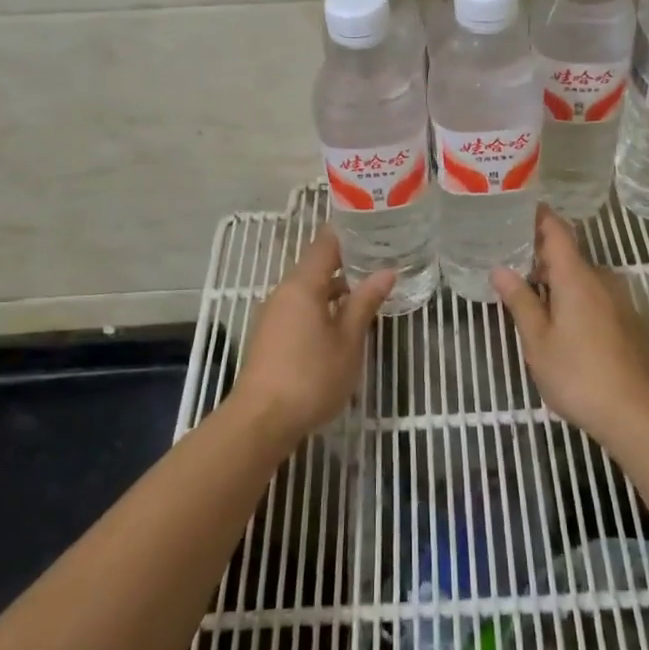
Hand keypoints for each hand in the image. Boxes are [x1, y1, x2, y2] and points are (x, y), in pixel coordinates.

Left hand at [235, 228, 393, 442]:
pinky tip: (344, 322)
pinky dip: (323, 306)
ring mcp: (274, 314)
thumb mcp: (348, 340)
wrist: (262, 420)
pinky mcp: (271, 335)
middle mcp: (284, 292)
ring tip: (369, 291)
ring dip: (337, 288)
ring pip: (309, 289)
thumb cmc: (311, 376)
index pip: (326, 243)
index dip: (350, 233)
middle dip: (348, 262)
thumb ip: (365, 303)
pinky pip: (301, 308)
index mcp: (303, 285)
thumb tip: (386, 271)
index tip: (376, 229)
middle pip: (317, 265)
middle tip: (382, 260)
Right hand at [491, 207, 648, 440]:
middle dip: (541, 256)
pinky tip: (562, 324)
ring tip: (530, 298)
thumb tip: (500, 269)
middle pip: (569, 255)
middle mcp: (602, 280)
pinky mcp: (630, 322)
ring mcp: (620, 301)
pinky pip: (597, 298)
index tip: (517, 210)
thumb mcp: (538, 341)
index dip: (538, 216)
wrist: (637, 413)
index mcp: (577, 277)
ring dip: (558, 282)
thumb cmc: (578, 374)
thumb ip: (520, 302)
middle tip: (510, 264)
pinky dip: (576, 300)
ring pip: (583, 279)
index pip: (557, 230)